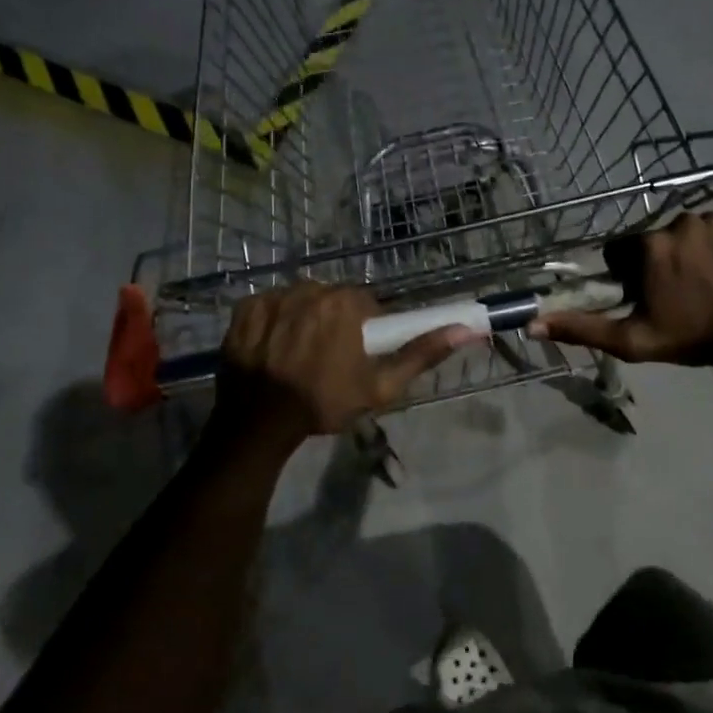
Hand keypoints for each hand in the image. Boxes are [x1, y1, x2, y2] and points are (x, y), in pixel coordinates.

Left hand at [210, 281, 470, 449]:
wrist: (260, 423)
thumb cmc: (325, 403)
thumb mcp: (382, 386)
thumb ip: (422, 354)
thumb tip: (467, 329)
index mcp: (345, 303)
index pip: (365, 305)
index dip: (364, 330)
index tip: (356, 355)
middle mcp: (309, 289)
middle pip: (332, 299)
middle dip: (334, 322)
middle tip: (327, 359)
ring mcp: (273, 297)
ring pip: (301, 300)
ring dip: (304, 320)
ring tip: (297, 356)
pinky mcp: (245, 309)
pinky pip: (270, 306)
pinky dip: (274, 323)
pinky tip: (273, 349)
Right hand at [530, 212, 712, 366]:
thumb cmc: (690, 339)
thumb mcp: (630, 340)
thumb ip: (581, 328)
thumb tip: (533, 324)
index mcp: (650, 246)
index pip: (627, 248)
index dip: (632, 271)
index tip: (648, 293)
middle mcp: (681, 221)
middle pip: (663, 237)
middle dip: (667, 259)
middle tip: (683, 292)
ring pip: (697, 230)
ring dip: (699, 250)